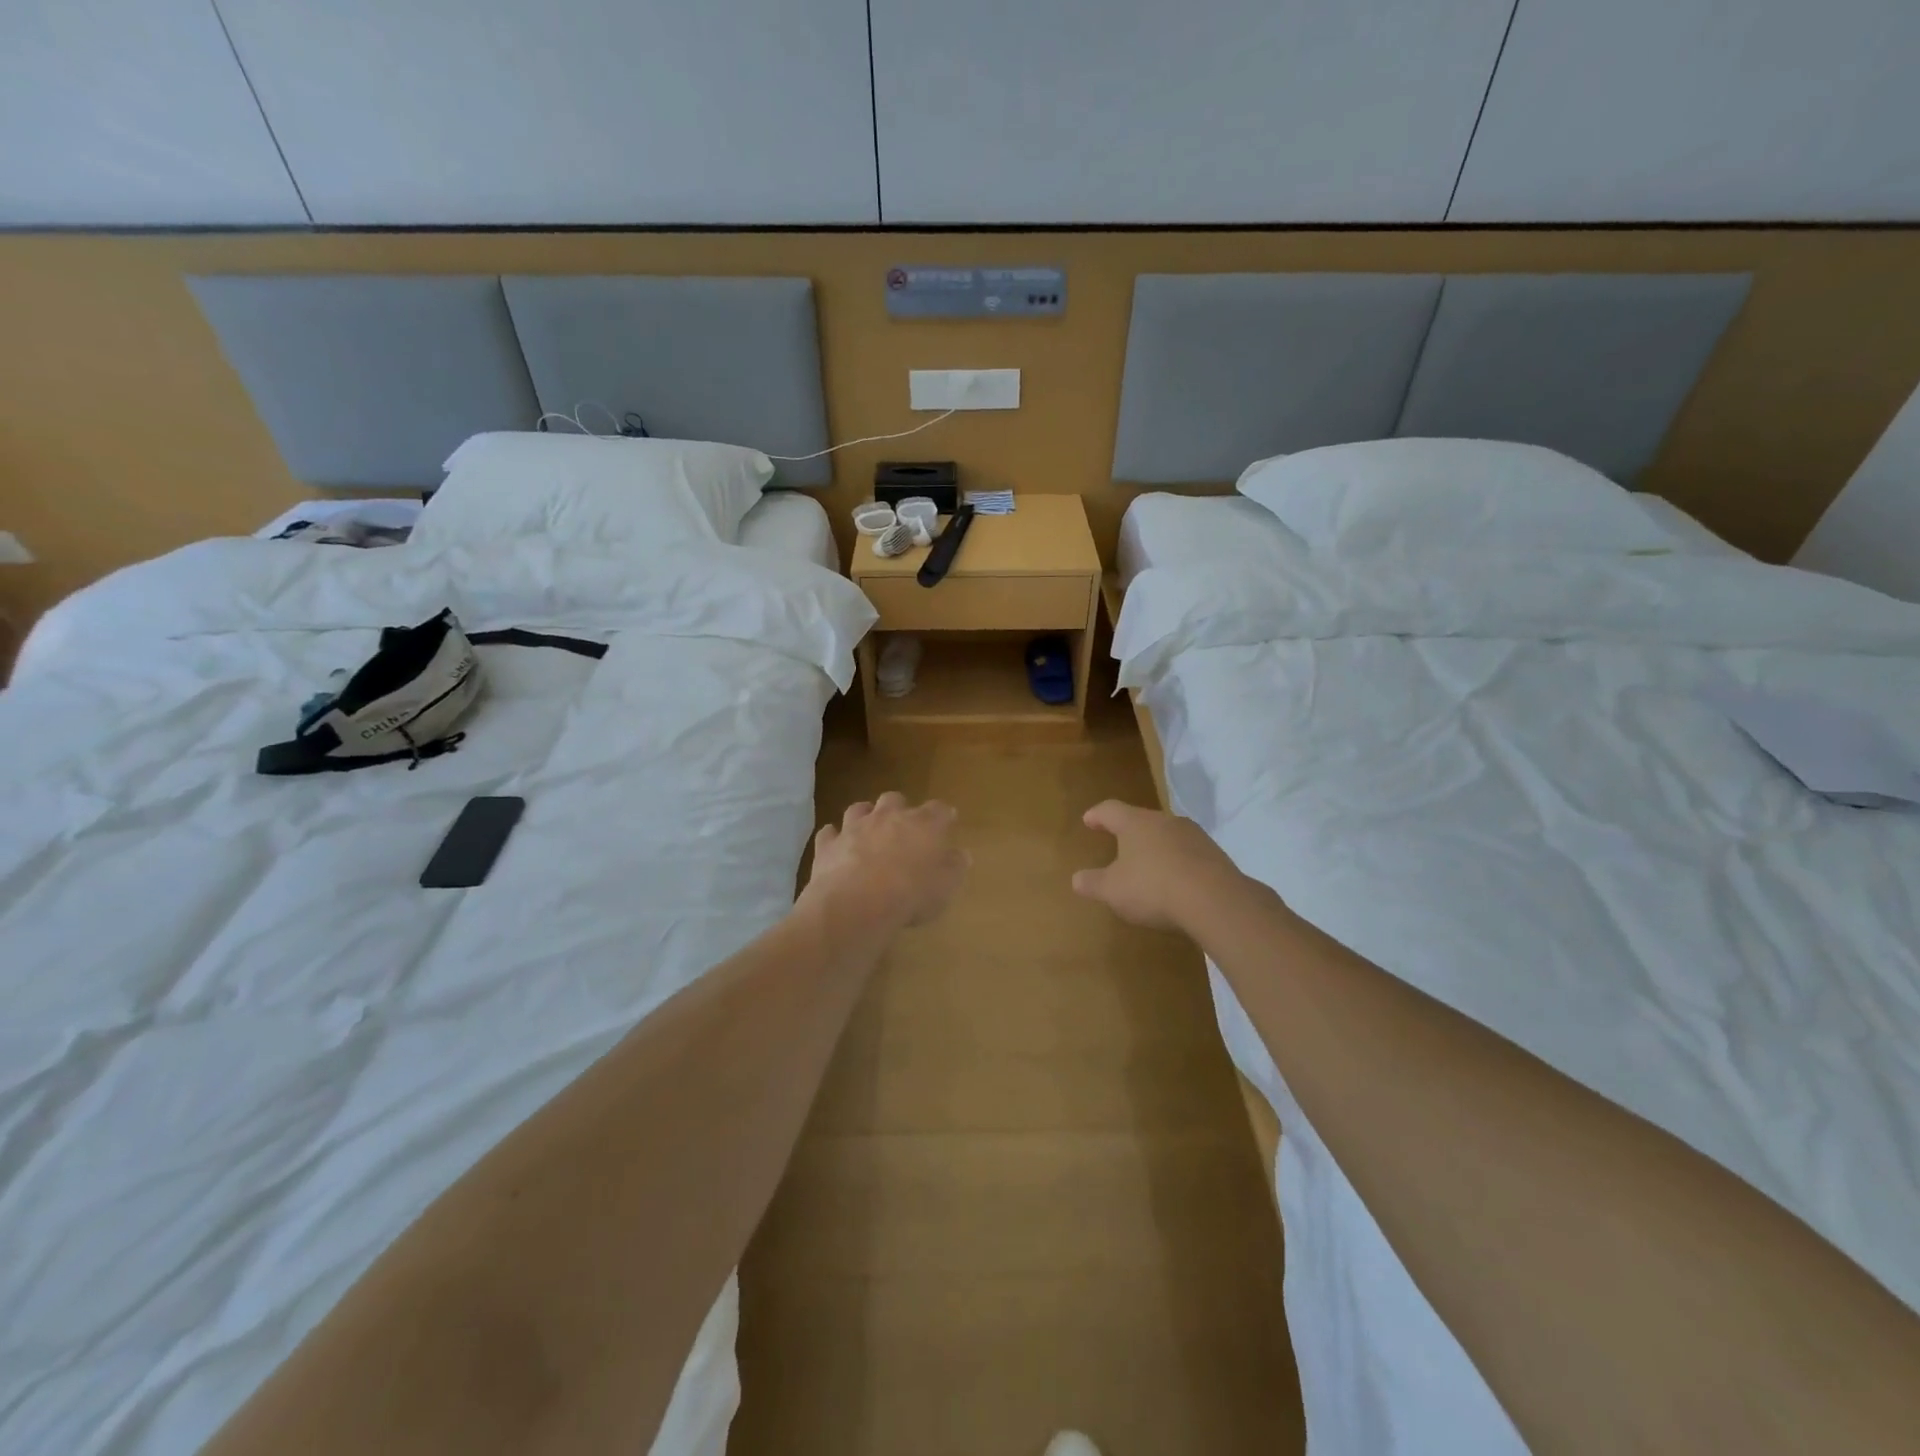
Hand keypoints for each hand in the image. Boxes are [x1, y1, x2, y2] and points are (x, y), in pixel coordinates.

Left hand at [804, 792, 968, 936]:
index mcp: (923, 824)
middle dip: (899, 809)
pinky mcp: (828, 844)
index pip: (938, 809)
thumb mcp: (945, 887)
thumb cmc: (911, 894)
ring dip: (865, 816)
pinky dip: (834, 837)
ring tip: (868, 830)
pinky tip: (837, 847)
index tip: (947, 822)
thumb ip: (954, 867)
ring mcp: (854, 827)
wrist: (856, 903)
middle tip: (903, 827)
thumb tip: (960, 854)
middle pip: (895, 799)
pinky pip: (829, 833)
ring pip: (859, 809)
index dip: (943, 815)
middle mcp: (888, 816)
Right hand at [1071, 800, 1244, 933]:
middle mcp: (1165, 821)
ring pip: (1167, 835)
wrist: (1216, 901)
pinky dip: (1177, 863)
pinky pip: (1188, 854)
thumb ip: (1093, 883)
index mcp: (1136, 823)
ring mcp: (1194, 836)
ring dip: (1156, 847)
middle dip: (1129, 832)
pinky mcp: (1216, 855)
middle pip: (1142, 820)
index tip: (1088, 820)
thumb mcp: (1112, 891)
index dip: (1097, 815)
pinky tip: (1175, 882)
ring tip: (1148, 866)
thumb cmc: (1153, 888)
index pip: (1111, 810)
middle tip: (1118, 843)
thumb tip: (1077, 878)